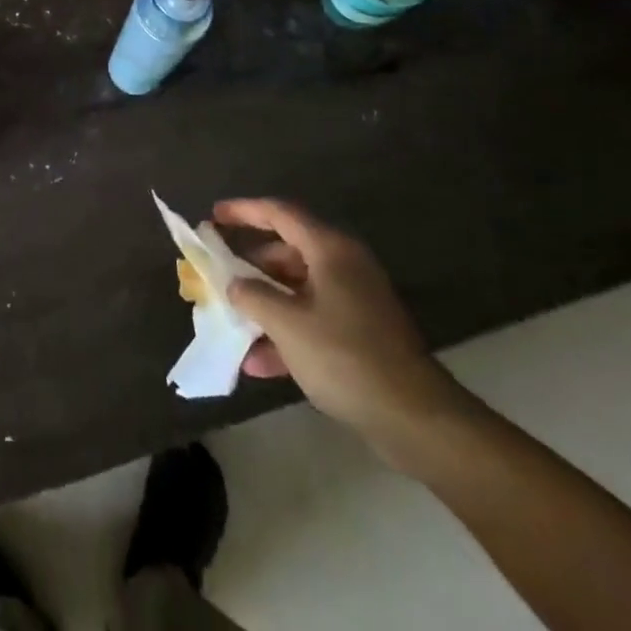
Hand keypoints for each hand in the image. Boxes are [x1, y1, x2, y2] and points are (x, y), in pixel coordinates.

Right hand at [216, 199, 476, 465]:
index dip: (243, 210)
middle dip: (250, 265)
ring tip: (231, 321)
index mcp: (330, 250)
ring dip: (265, 305)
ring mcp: (354, 301)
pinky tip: (258, 362)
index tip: (214, 216)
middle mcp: (343, 266)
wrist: (416, 420)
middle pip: (287, 252)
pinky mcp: (360, 335)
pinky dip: (286, 333)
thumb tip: (234, 284)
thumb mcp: (287, 324)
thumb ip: (252, 296)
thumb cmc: (346, 357)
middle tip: (219, 274)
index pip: (279, 213)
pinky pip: (312, 320)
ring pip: (297, 289)